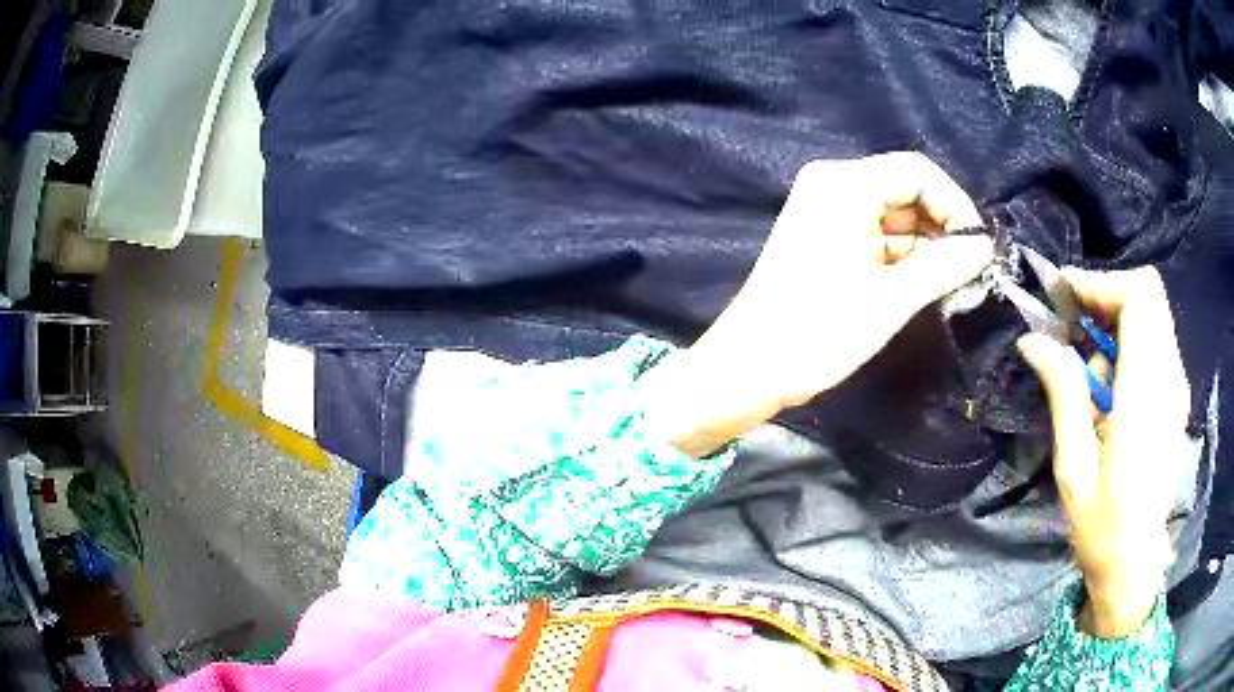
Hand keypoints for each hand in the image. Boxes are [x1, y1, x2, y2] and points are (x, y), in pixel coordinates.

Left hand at [640, 152, 993, 456]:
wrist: (749, 370)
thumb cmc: (817, 331)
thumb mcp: (890, 298)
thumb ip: (944, 265)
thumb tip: (985, 246)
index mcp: (843, 185)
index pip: (917, 171)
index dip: (955, 204)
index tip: (980, 247)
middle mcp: (835, 188)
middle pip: (908, 193)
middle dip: (944, 230)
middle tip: (974, 274)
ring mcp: (830, 214)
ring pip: (898, 219)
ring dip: (929, 249)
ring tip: (958, 287)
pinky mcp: (830, 242)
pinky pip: (881, 239)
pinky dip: (908, 260)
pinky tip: (932, 288)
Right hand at [1017, 267, 1190, 637]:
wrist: (1135, 562)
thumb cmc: (1102, 526)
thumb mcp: (1073, 468)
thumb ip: (1063, 394)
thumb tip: (1034, 340)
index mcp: (1146, 396)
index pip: (1139, 299)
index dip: (1102, 283)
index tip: (1066, 295)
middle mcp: (1169, 378)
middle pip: (1148, 295)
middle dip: (1107, 296)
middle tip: (1072, 322)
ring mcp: (1176, 385)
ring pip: (1152, 314)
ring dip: (1116, 321)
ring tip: (1086, 367)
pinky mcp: (1175, 394)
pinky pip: (1155, 339)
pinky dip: (1129, 340)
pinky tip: (1107, 382)